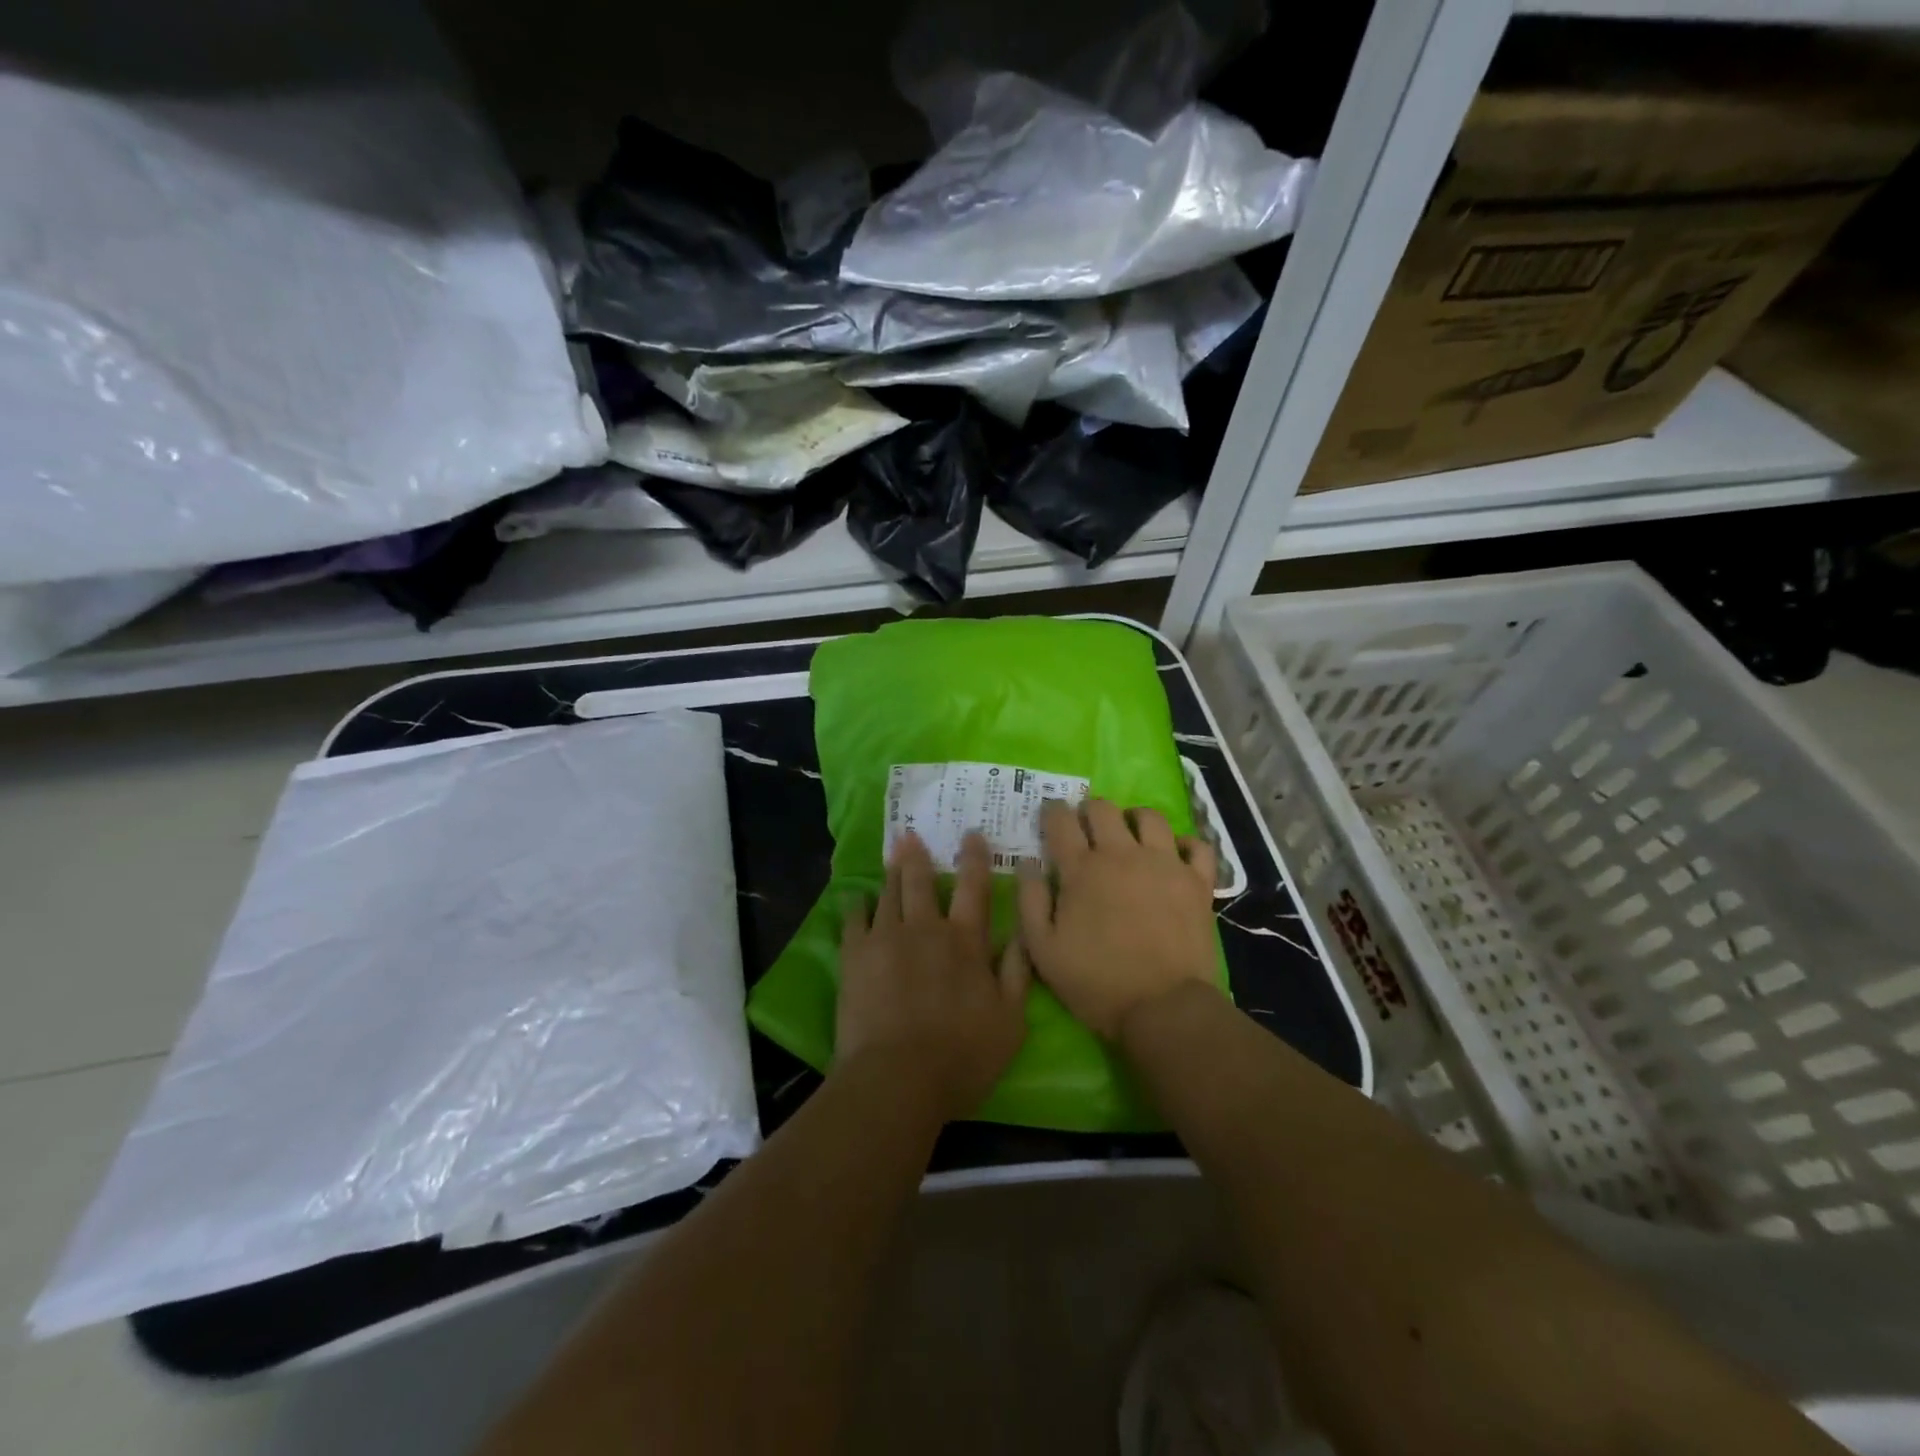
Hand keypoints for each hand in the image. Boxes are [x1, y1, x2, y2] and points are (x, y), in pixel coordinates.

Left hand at [835, 830, 1029, 1121]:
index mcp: (965, 941)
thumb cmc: (962, 1056)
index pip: (974, 888)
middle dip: (918, 856)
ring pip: (888, 894)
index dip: (974, 858)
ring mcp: (886, 939)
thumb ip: (1017, 972)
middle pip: (922, 882)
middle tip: (911, 834)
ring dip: (891, 873)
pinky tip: (855, 898)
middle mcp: (926, 929)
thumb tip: (1020, 932)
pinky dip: (856, 905)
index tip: (971, 834)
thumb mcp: (1010, 1020)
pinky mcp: (854, 956)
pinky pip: (853, 919)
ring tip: (891, 855)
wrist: (898, 1078)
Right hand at [1016, 799, 1218, 1039]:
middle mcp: (1122, 855)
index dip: (1052, 812)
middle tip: (1086, 827)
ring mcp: (1164, 864)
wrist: (1163, 1008)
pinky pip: (1196, 846)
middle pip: (1103, 809)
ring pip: (1150, 817)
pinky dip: (1184, 844)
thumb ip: (1029, 901)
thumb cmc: (1096, 981)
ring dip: (1134, 819)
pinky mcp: (1197, 882)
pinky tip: (1174, 855)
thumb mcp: (1043, 950)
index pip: (1061, 821)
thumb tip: (1027, 863)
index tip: (1050, 816)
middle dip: (1089, 810)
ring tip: (1130, 835)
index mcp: (1082, 869)